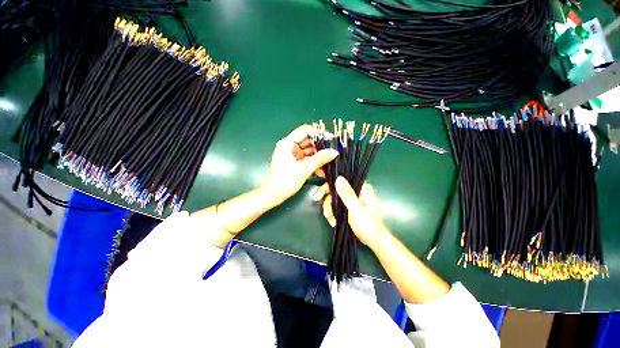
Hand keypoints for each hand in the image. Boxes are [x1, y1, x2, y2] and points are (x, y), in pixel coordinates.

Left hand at [261, 125, 338, 204]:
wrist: (274, 195)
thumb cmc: (286, 181)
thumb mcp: (304, 169)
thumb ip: (320, 159)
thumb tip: (334, 151)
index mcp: (287, 143)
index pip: (305, 131)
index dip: (318, 133)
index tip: (331, 139)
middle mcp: (289, 146)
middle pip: (308, 141)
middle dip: (320, 147)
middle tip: (332, 152)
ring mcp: (292, 154)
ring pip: (309, 151)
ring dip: (319, 157)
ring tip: (329, 163)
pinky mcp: (295, 162)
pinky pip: (307, 159)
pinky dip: (314, 163)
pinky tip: (322, 171)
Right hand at [313, 176, 388, 248]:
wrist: (374, 242)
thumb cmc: (368, 226)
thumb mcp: (356, 210)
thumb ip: (347, 194)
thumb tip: (338, 178)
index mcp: (362, 188)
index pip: (341, 180)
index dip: (328, 186)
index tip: (318, 196)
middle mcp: (357, 190)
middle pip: (335, 190)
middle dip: (328, 202)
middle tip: (324, 212)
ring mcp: (353, 198)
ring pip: (334, 198)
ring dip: (330, 210)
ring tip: (331, 221)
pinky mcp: (349, 206)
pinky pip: (337, 205)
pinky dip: (333, 213)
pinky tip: (333, 221)